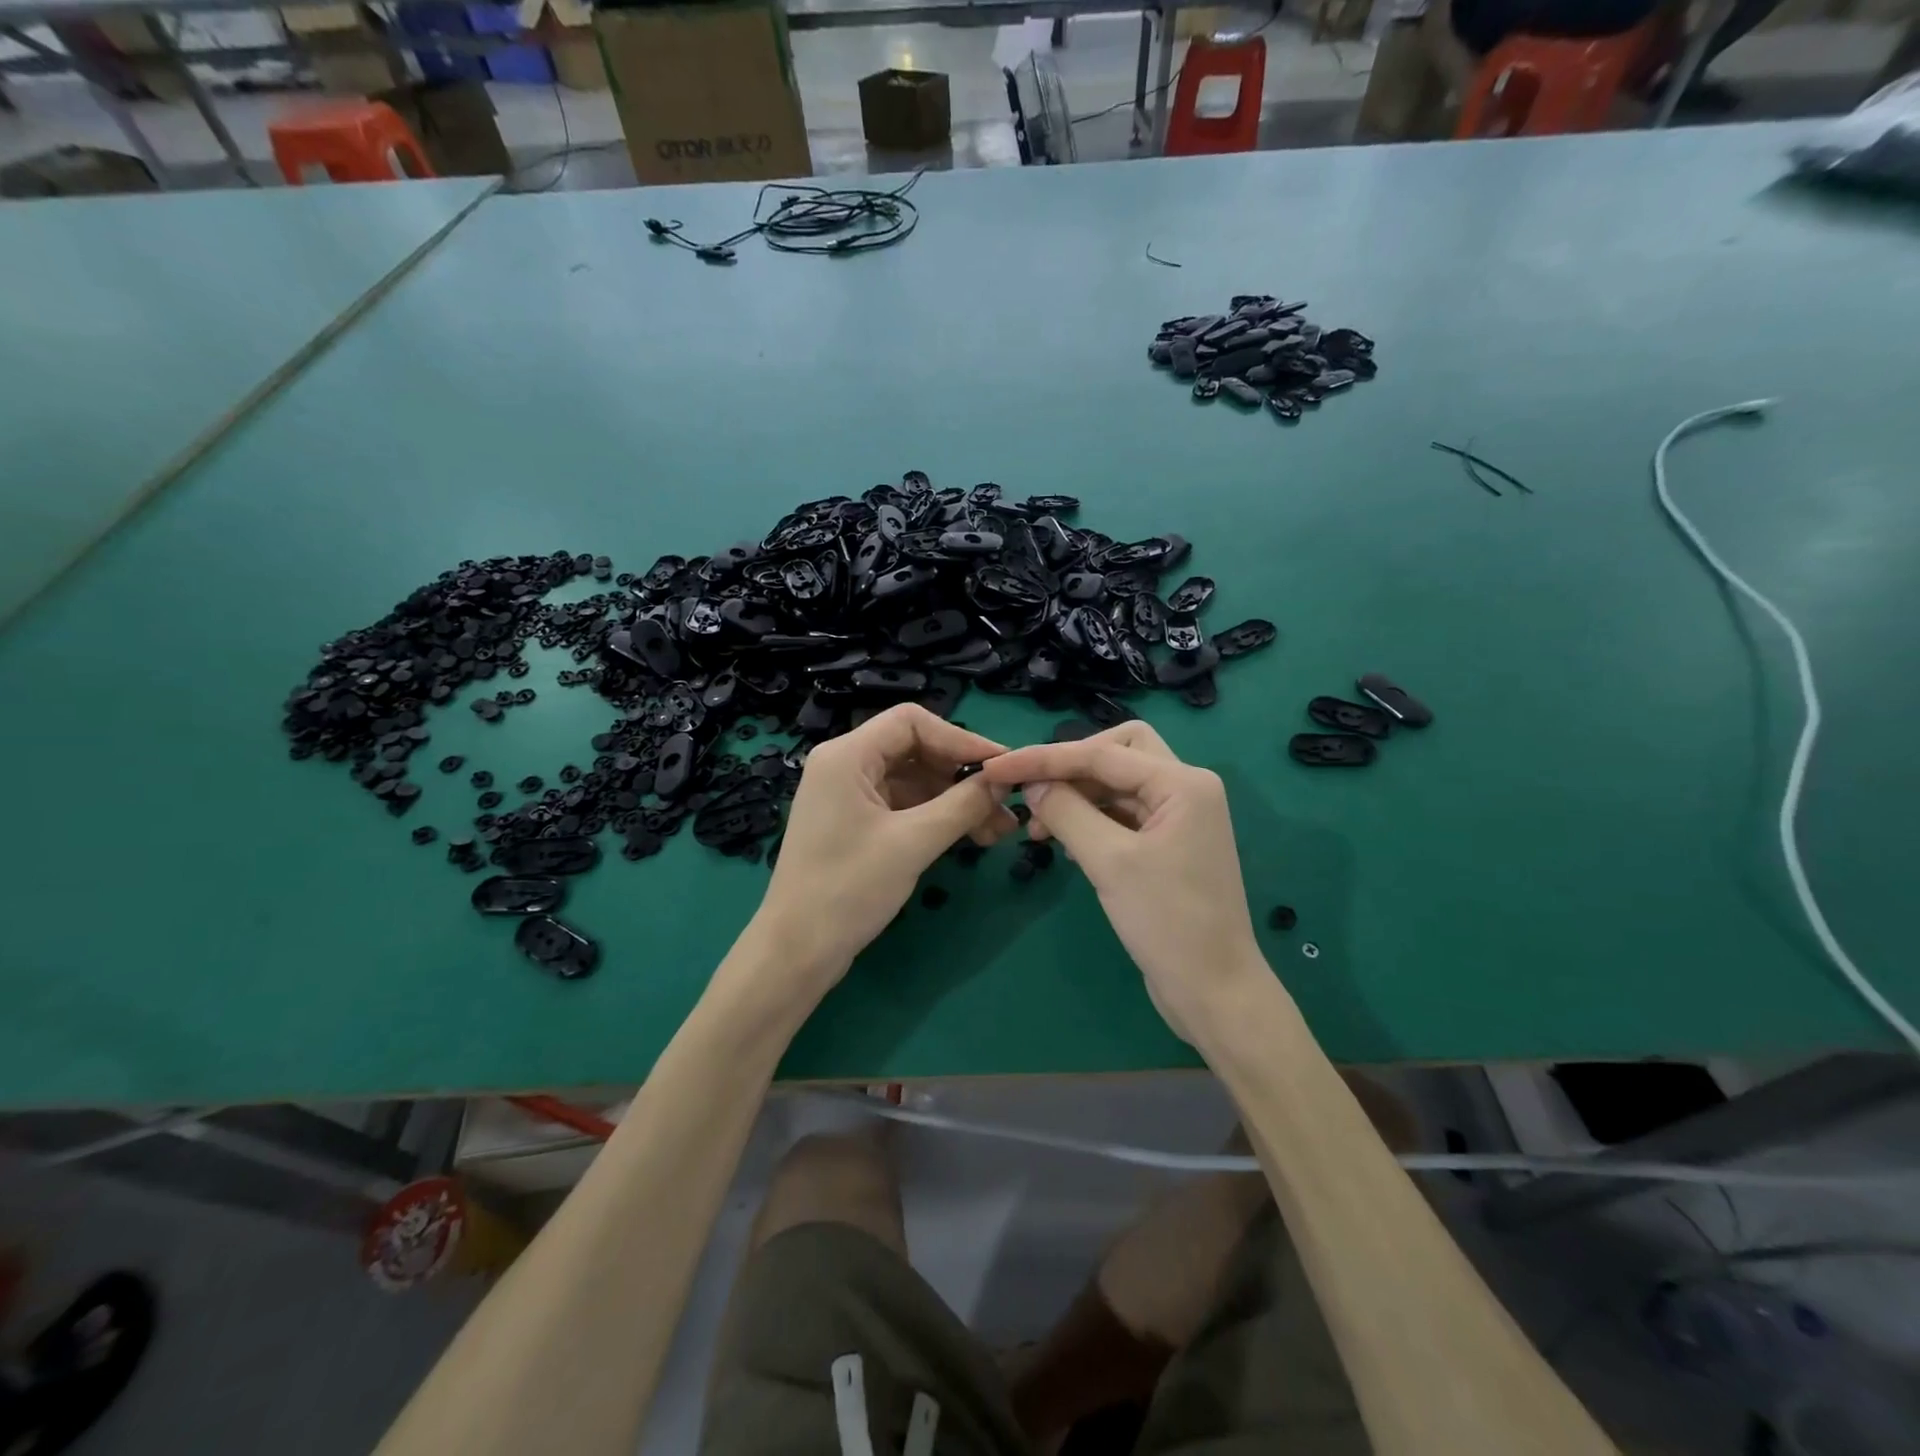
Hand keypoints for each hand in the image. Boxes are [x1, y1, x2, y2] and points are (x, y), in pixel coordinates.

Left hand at [746, 704, 1016, 1007]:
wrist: (796, 951)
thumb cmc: (848, 889)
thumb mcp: (913, 843)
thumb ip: (962, 805)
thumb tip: (1004, 780)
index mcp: (847, 756)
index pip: (912, 722)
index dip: (960, 739)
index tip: (1000, 766)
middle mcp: (845, 765)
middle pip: (915, 749)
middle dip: (961, 775)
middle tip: (1005, 804)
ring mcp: (848, 795)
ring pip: (913, 780)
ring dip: (954, 799)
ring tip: (997, 829)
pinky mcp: (855, 823)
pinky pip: (903, 805)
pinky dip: (936, 816)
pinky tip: (969, 836)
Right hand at [979, 723, 1269, 1043]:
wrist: (1214, 990)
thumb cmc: (1168, 922)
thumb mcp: (1110, 862)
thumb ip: (1067, 812)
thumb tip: (1032, 784)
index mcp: (1183, 783)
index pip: (1101, 753)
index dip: (1044, 759)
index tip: (997, 768)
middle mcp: (1185, 788)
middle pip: (1117, 752)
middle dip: (1071, 766)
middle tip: (1033, 791)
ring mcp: (1178, 817)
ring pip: (1116, 783)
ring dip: (1076, 795)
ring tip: (1038, 828)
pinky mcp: (1167, 843)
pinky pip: (1121, 813)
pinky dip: (1090, 818)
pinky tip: (1064, 842)